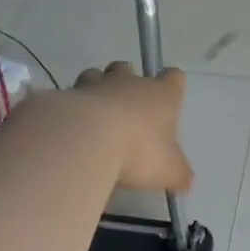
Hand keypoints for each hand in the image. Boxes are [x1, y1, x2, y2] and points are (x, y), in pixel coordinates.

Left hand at [70, 62, 194, 193]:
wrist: (86, 141)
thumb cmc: (139, 151)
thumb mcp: (169, 171)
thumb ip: (179, 174)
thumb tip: (186, 182)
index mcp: (161, 95)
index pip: (174, 77)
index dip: (173, 85)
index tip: (170, 97)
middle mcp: (128, 82)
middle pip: (128, 68)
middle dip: (126, 82)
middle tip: (126, 108)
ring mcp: (94, 86)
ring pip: (94, 75)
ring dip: (95, 91)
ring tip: (94, 117)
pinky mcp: (63, 97)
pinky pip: (67, 97)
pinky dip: (69, 109)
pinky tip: (70, 130)